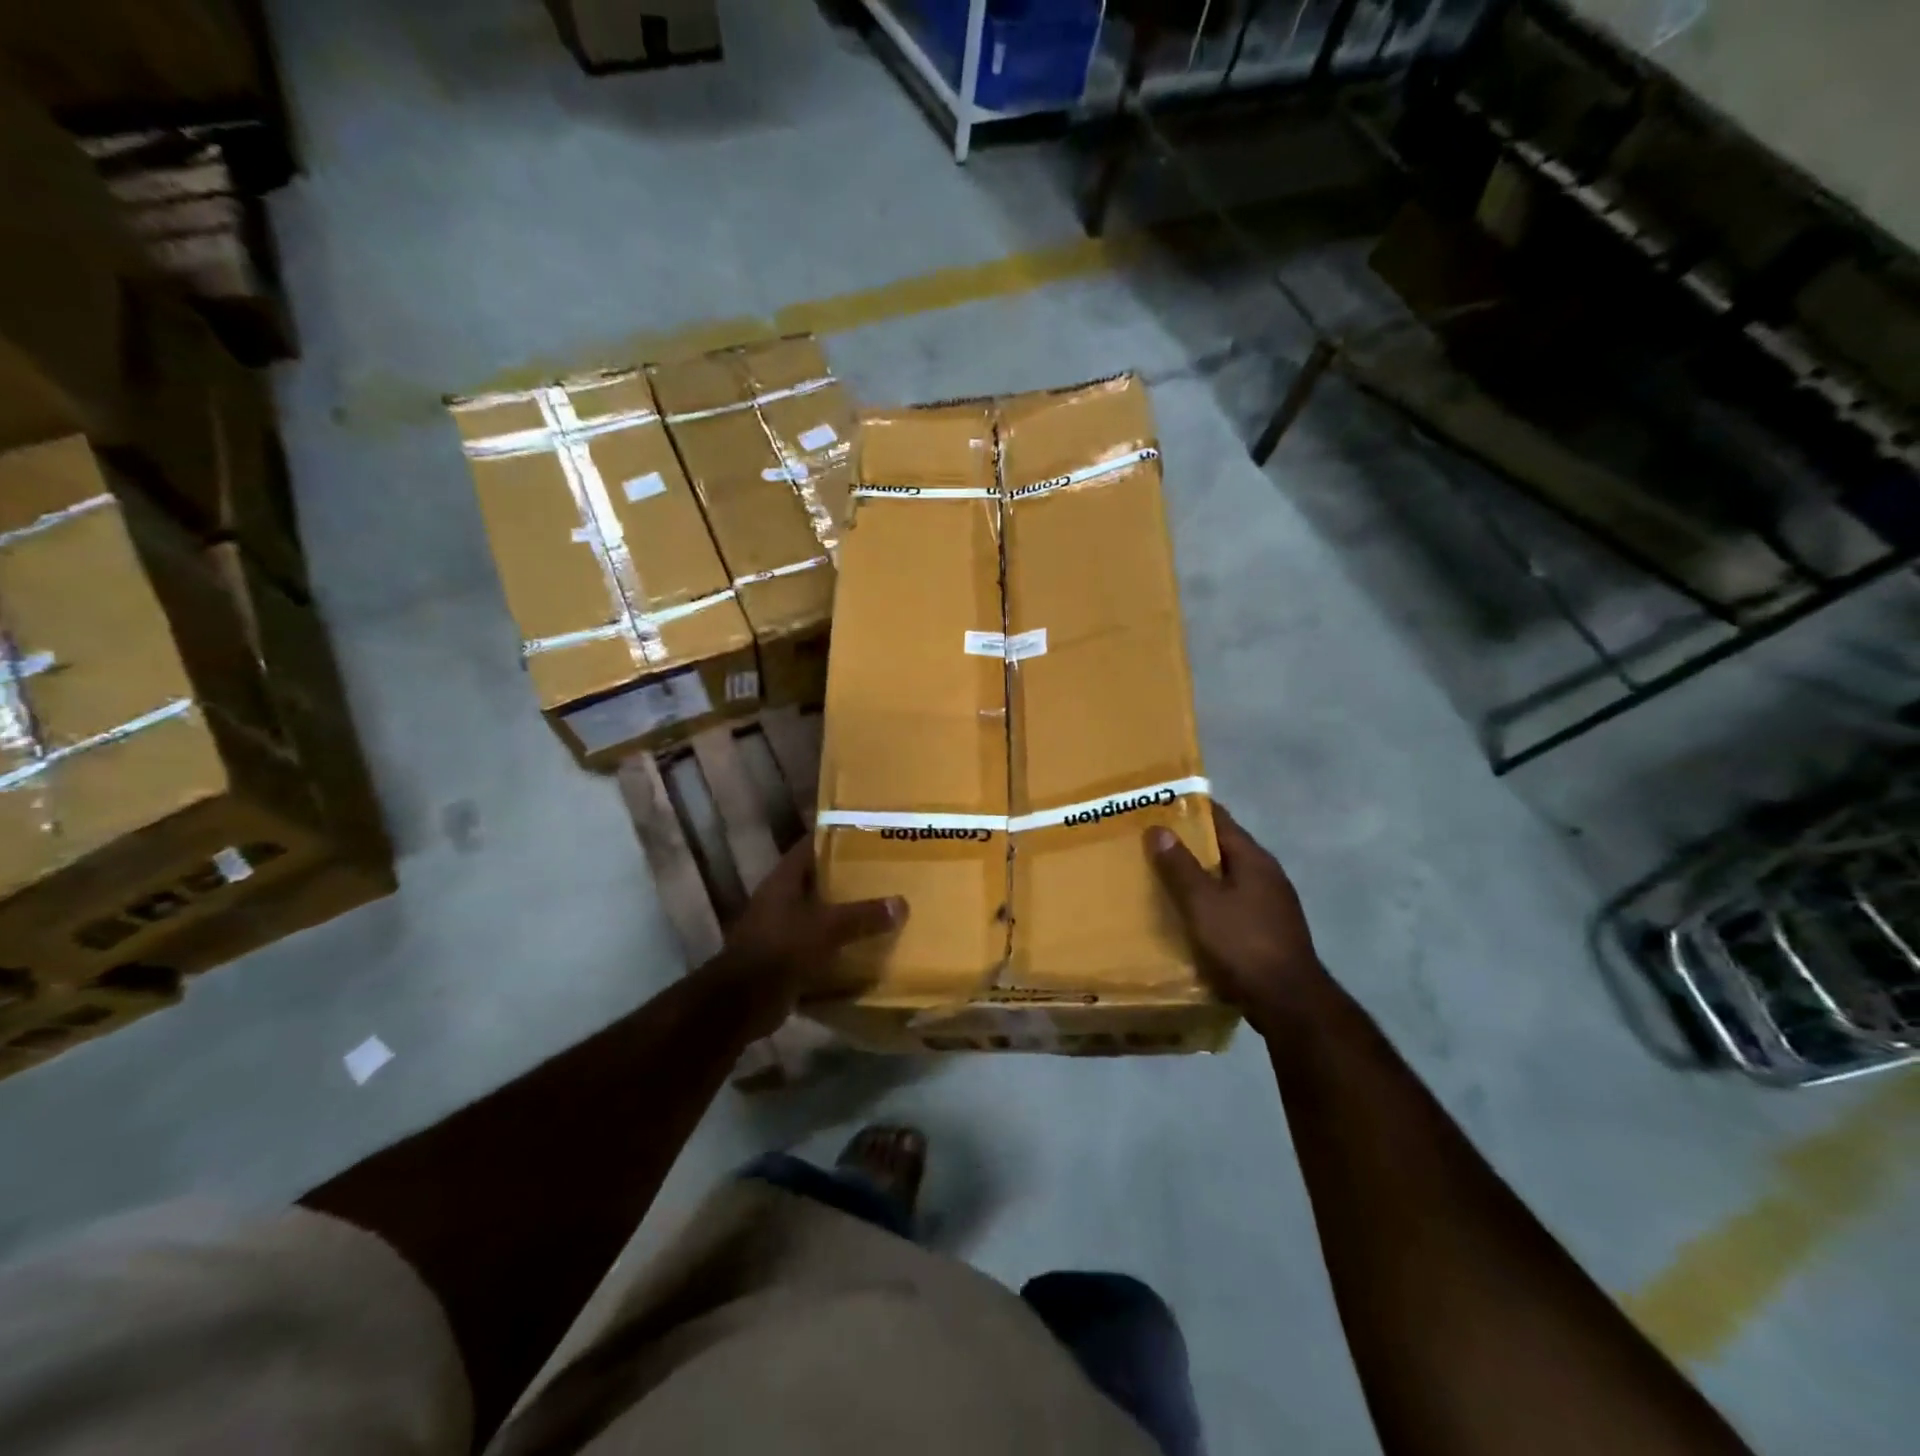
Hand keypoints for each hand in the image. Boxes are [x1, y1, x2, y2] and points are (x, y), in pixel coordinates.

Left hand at [701, 838, 905, 1038]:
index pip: (810, 845)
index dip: (836, 836)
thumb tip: (901, 903)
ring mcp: (778, 928)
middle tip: (883, 872)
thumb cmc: (782, 949)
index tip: (867, 834)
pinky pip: (815, 943)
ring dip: (842, 912)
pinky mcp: (783, 956)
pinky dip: (835, 944)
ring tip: (879, 907)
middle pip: (816, 879)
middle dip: (846, 876)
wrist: (742, 1002)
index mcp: (784, 879)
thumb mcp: (828, 928)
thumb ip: (864, 915)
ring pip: (817, 912)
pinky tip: (862, 946)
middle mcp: (779, 898)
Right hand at [1149, 801, 1322, 1031]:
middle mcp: (1267, 875)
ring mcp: (1272, 905)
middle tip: (1151, 842)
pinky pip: (1233, 904)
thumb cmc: (1242, 943)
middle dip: (1190, 844)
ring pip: (1229, 878)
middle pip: (1224, 849)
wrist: (1289, 1002)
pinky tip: (1190, 915)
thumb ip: (1179, 866)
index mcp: (1254, 859)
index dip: (1190, 809)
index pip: (1220, 820)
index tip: (1159, 805)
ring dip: (1200, 876)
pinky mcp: (1269, 931)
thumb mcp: (1202, 903)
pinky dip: (1211, 902)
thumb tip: (1159, 828)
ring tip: (1163, 877)